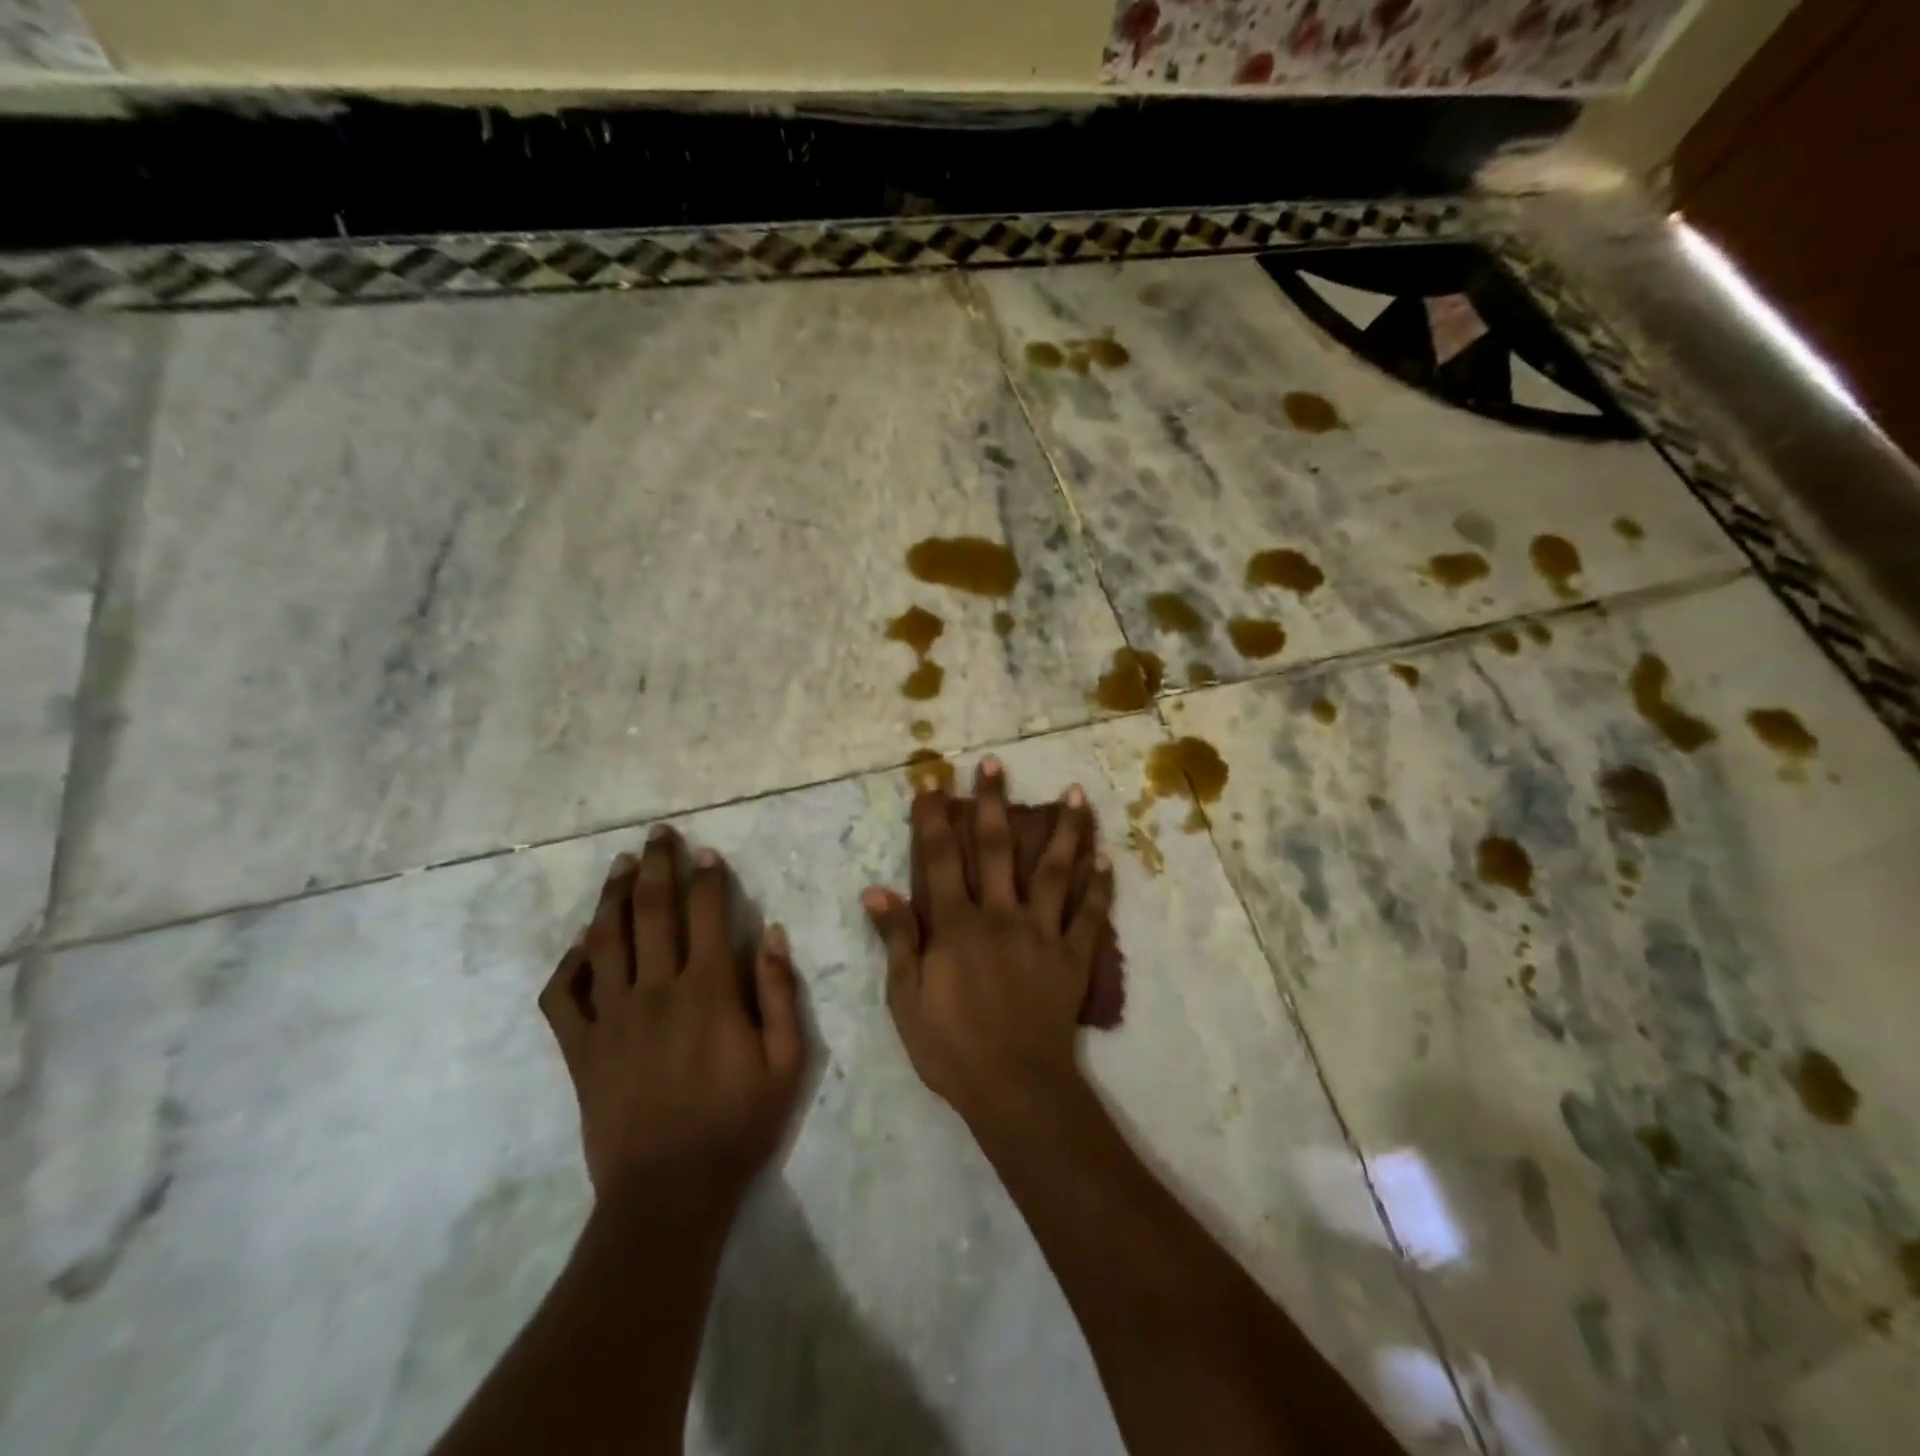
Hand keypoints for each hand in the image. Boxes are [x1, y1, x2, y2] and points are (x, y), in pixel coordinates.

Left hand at [538, 827, 805, 1207]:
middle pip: (652, 912)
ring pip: (606, 940)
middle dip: (657, 866)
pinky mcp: (580, 1049)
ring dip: (613, 897)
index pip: (706, 914)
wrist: (669, 1194)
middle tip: (658, 835)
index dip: (707, 878)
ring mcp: (611, 1018)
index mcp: (708, 991)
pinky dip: (569, 964)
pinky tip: (582, 946)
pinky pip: (563, 996)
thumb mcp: (786, 1062)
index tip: (707, 854)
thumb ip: (780, 993)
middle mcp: (656, 991)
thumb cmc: (737, 1125)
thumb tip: (773, 933)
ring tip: (621, 866)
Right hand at [864, 756, 1113, 1123]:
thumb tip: (875, 889)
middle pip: (997, 847)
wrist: (1013, 1087)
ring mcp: (1042, 932)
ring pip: (1055, 870)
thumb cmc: (951, 1046)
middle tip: (995, 763)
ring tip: (1077, 793)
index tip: (933, 776)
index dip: (933, 814)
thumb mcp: (906, 998)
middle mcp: (1000, 914)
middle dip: (993, 802)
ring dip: (1065, 830)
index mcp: (957, 924)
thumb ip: (895, 940)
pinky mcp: (1073, 956)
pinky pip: (1090, 916)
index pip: (941, 856)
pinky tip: (1107, 860)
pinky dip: (1100, 887)